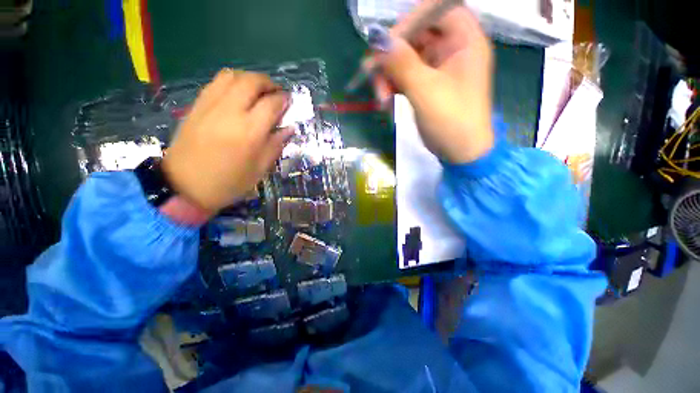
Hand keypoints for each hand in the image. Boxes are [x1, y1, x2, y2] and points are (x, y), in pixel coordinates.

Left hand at [162, 69, 293, 213]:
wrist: (184, 186)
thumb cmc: (229, 182)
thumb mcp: (260, 168)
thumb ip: (276, 145)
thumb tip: (289, 128)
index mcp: (249, 132)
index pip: (271, 104)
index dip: (284, 99)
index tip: (290, 101)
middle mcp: (230, 112)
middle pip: (252, 82)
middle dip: (269, 83)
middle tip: (277, 93)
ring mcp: (210, 106)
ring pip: (233, 76)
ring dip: (250, 79)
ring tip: (258, 91)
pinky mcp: (197, 105)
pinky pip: (217, 82)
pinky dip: (233, 82)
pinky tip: (238, 94)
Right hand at [373, 4, 494, 163]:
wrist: (460, 153)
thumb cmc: (451, 122)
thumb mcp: (425, 92)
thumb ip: (402, 63)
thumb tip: (378, 39)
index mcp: (465, 40)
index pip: (436, 9)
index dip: (410, 20)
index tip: (387, 43)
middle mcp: (452, 48)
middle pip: (416, 35)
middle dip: (392, 56)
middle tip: (373, 76)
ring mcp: (439, 68)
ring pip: (406, 58)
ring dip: (389, 76)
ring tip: (381, 99)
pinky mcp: (428, 85)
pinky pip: (406, 76)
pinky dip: (393, 87)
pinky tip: (386, 102)